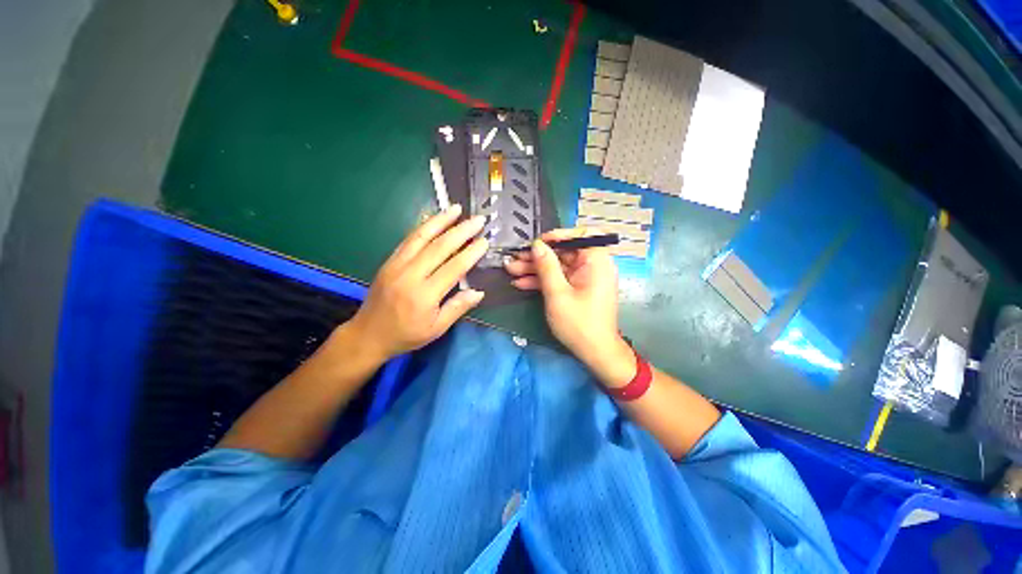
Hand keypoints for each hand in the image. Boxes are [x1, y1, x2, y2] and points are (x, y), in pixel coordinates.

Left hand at [347, 205, 487, 361]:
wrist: (368, 334)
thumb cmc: (406, 334)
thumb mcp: (436, 329)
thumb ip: (457, 308)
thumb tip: (479, 292)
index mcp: (424, 295)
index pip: (454, 268)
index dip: (471, 253)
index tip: (484, 241)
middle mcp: (410, 275)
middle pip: (439, 247)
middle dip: (461, 231)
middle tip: (478, 220)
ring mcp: (397, 265)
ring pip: (421, 236)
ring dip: (441, 220)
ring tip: (456, 208)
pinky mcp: (389, 261)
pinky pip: (408, 239)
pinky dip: (423, 226)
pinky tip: (433, 218)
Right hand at [504, 228, 632, 384]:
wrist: (595, 353)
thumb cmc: (579, 323)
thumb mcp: (557, 293)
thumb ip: (546, 266)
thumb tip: (537, 244)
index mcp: (596, 261)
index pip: (580, 235)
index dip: (558, 236)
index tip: (537, 242)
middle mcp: (593, 266)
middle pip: (563, 253)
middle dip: (537, 257)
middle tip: (514, 258)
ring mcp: (584, 278)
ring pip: (558, 267)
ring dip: (535, 269)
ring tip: (511, 270)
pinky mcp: (577, 289)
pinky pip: (559, 279)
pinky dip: (542, 281)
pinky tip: (521, 283)